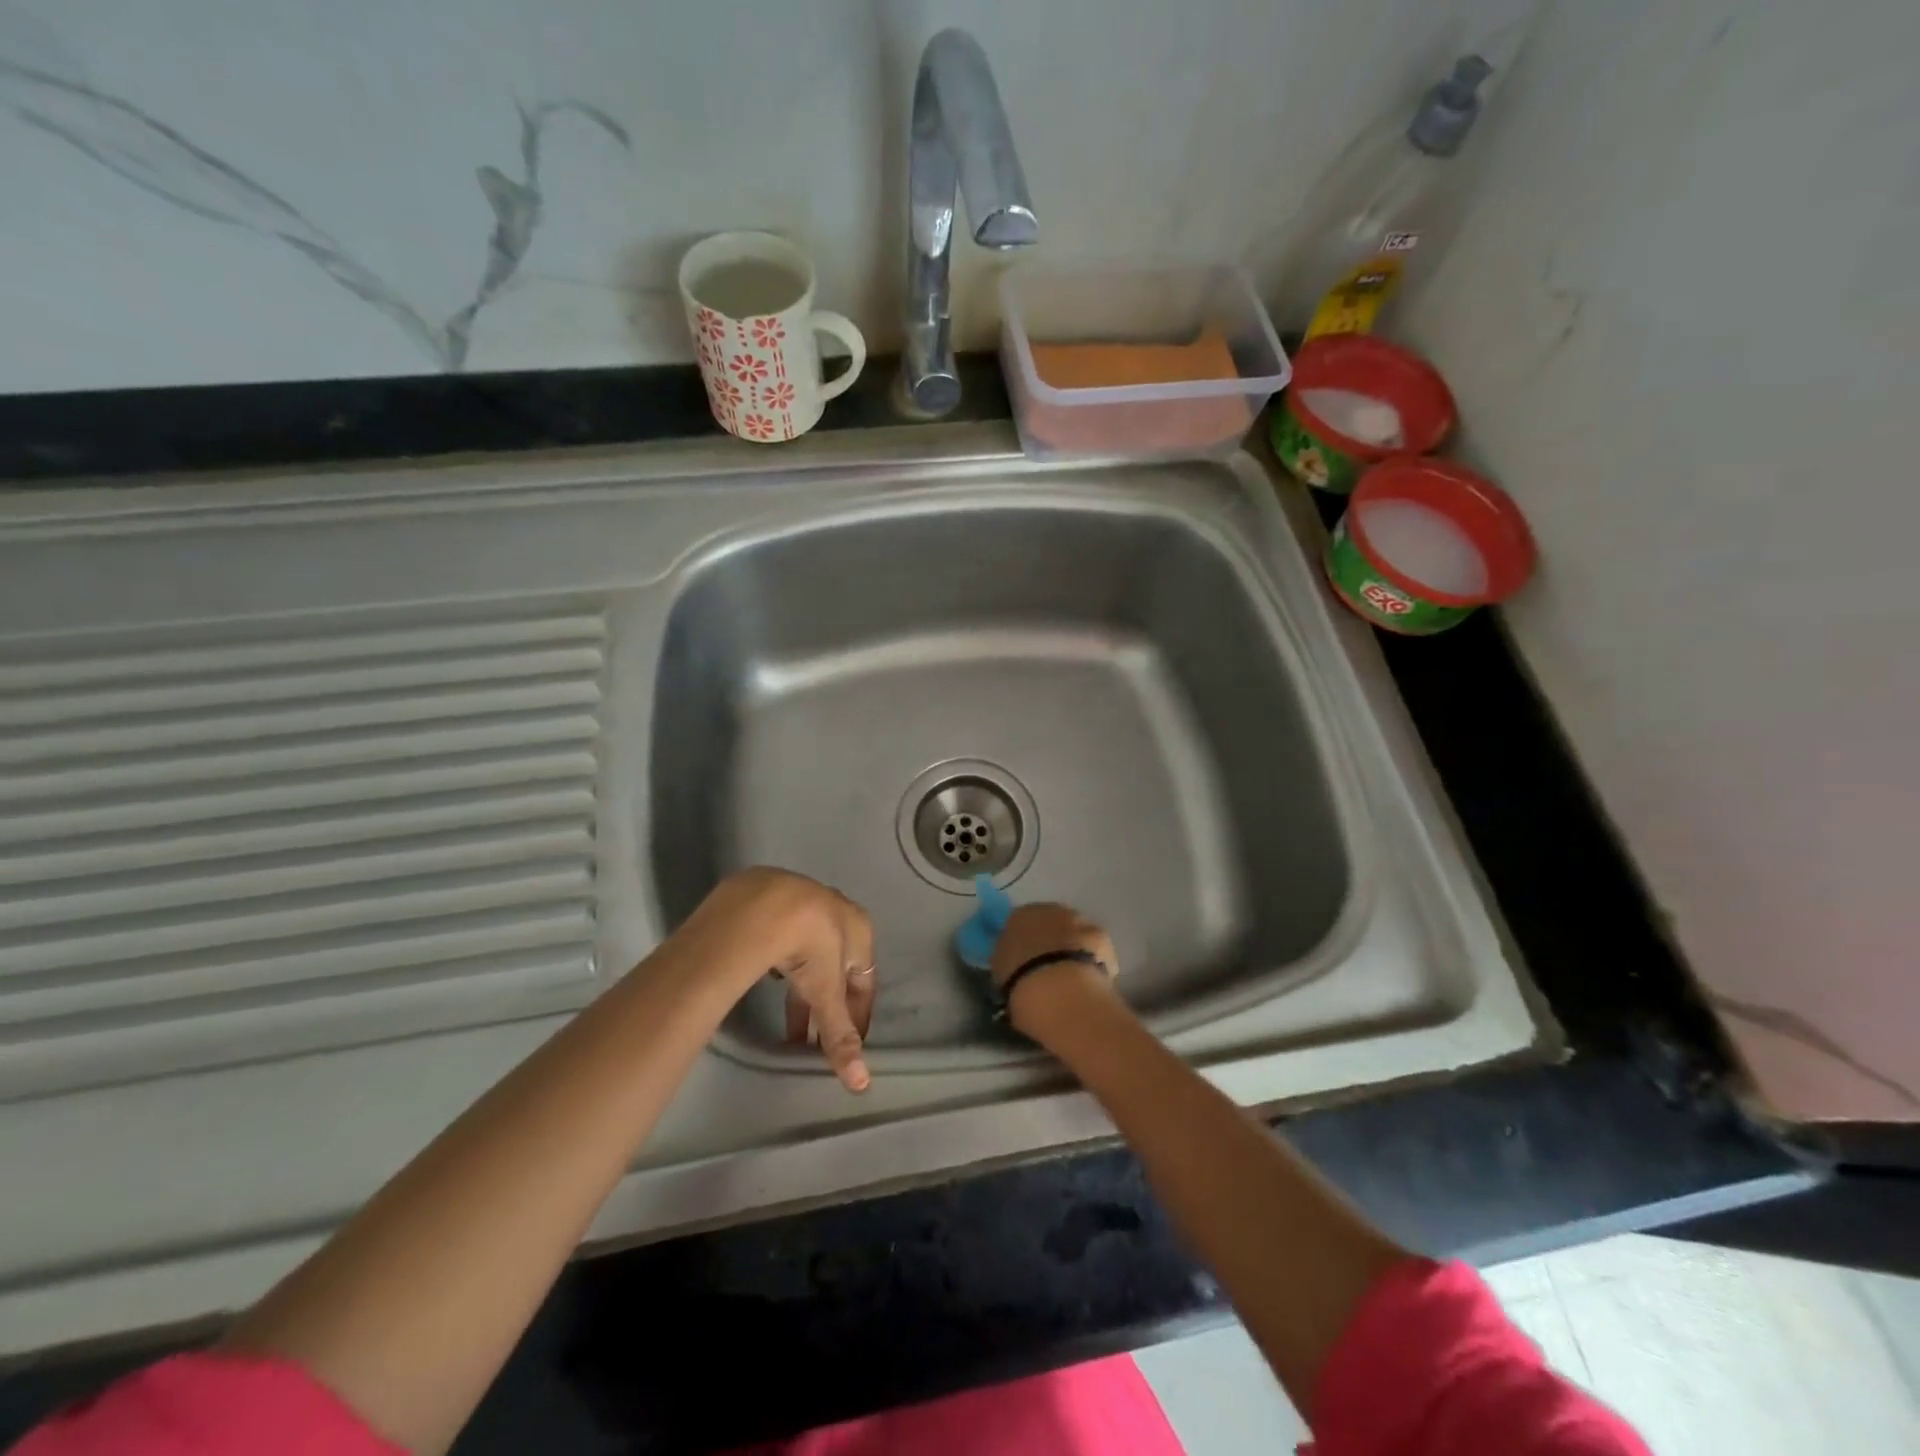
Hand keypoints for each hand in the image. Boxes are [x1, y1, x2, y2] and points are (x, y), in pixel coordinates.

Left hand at [686, 868, 876, 1090]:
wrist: (766, 902)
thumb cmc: (811, 946)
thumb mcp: (826, 992)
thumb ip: (839, 1034)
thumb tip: (861, 1084)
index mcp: (861, 931)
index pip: (865, 982)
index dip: (856, 1016)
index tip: (845, 1043)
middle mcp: (839, 911)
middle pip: (837, 968)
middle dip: (826, 1006)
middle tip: (810, 1040)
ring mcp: (806, 900)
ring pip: (810, 951)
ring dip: (803, 985)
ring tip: (787, 1016)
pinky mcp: (774, 897)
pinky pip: (785, 935)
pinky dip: (782, 959)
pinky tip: (769, 973)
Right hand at [989, 903, 1118, 1035]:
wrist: (1057, 983)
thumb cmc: (1019, 975)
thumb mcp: (1000, 967)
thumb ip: (1008, 956)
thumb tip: (1014, 957)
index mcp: (1020, 914)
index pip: (1021, 922)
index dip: (1025, 941)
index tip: (1026, 959)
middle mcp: (1050, 909)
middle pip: (1052, 922)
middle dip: (1052, 940)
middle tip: (1050, 966)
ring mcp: (1079, 920)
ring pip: (1076, 932)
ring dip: (1074, 947)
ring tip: (1072, 976)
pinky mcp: (1102, 936)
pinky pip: (1097, 948)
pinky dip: (1095, 960)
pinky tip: (1091, 980)